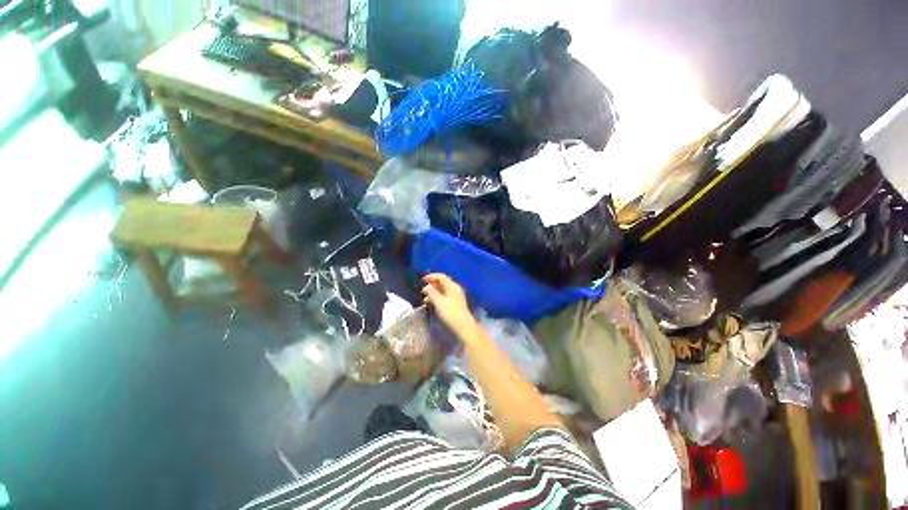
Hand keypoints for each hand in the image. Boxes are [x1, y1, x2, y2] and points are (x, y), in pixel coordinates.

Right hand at [421, 273, 476, 335]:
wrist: (463, 326)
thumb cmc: (450, 313)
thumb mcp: (439, 302)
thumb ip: (432, 293)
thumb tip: (426, 287)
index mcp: (452, 286)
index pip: (441, 277)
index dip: (431, 276)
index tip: (422, 280)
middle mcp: (455, 289)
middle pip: (442, 283)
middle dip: (432, 285)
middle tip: (423, 290)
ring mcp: (456, 296)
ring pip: (443, 290)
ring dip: (434, 292)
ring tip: (425, 299)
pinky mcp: (456, 303)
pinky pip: (445, 296)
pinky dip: (437, 297)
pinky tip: (432, 304)